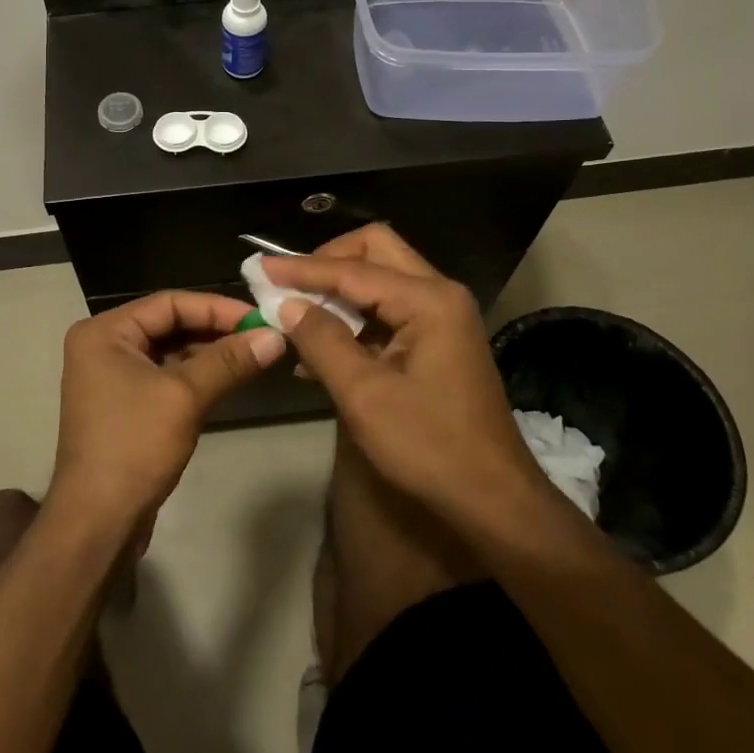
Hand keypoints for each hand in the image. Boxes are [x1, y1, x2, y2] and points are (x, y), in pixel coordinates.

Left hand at [51, 291, 285, 534]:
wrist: (98, 521)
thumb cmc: (134, 446)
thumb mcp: (185, 396)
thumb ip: (229, 361)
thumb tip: (276, 335)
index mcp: (105, 332)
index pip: (169, 303)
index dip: (217, 308)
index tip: (260, 318)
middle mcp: (104, 346)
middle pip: (169, 324)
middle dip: (216, 330)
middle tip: (263, 336)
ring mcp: (112, 376)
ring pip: (170, 351)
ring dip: (210, 353)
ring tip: (255, 355)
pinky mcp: (125, 404)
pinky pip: (166, 376)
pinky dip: (197, 375)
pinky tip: (230, 378)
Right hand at [265, 226, 554, 526]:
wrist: (494, 500)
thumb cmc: (430, 447)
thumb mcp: (365, 395)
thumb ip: (322, 341)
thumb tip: (287, 305)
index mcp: (428, 300)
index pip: (353, 269)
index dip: (302, 269)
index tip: (259, 269)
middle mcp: (439, 295)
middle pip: (375, 252)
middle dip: (327, 262)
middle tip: (288, 284)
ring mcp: (442, 317)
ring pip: (381, 280)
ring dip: (338, 292)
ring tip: (294, 315)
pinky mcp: (438, 341)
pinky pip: (388, 312)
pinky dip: (354, 319)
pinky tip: (319, 350)